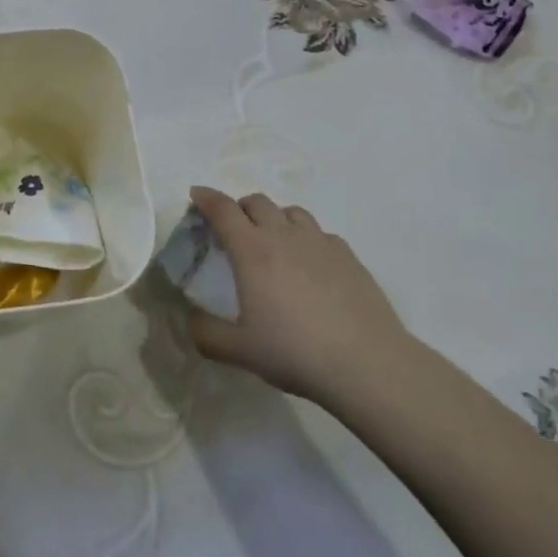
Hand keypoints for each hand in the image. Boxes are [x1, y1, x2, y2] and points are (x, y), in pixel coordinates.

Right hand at [185, 185, 416, 408]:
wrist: (366, 363)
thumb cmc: (295, 351)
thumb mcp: (239, 351)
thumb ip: (206, 333)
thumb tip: (191, 318)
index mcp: (252, 250)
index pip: (223, 209)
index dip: (206, 197)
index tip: (196, 194)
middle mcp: (284, 235)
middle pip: (257, 202)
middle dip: (240, 207)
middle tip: (234, 228)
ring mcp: (319, 241)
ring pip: (291, 211)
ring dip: (275, 218)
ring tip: (273, 242)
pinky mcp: (348, 255)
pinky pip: (320, 233)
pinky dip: (306, 238)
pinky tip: (311, 264)